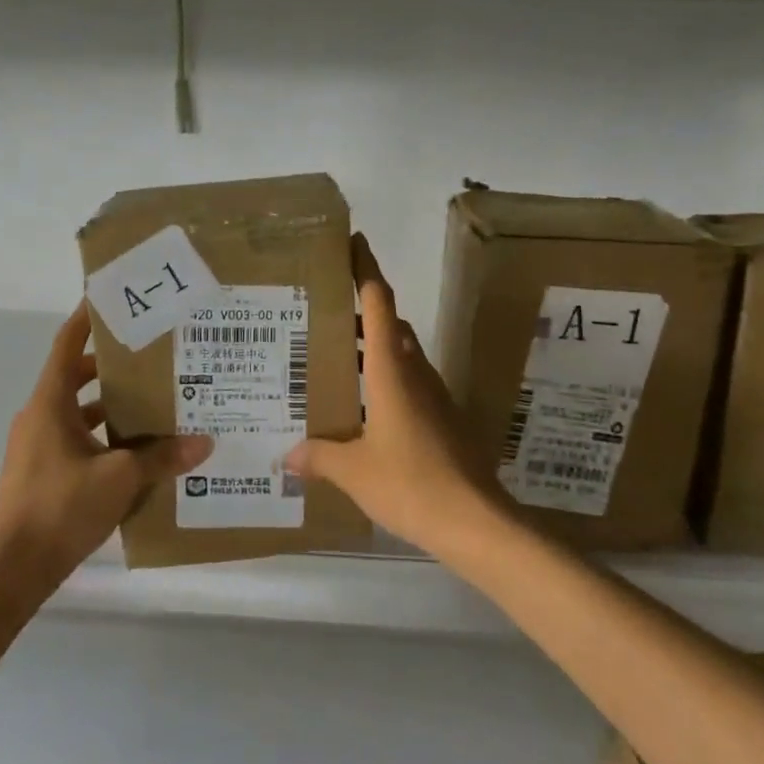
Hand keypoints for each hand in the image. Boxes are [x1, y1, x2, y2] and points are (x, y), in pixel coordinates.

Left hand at [0, 302, 212, 582]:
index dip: (87, 319)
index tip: (111, 299)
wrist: (12, 569)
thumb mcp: (121, 478)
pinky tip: (137, 453)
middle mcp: (40, 417)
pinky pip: (77, 440)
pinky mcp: (42, 473)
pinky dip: (104, 438)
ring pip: (79, 412)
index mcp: (50, 403)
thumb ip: (163, 457)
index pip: (67, 345)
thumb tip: (204, 442)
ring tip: (155, 405)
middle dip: (114, 368)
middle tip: (154, 359)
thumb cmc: (61, 507)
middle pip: (77, 377)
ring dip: (112, 407)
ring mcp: (38, 447)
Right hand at [284, 235, 499, 556]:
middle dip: (362, 311)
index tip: (354, 242)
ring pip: (400, 354)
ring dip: (373, 346)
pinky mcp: (443, 418)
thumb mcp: (354, 471)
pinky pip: (409, 383)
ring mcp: (433, 395)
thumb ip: (320, 457)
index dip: (366, 269)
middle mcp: (414, 373)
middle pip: (390, 325)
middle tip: (324, 312)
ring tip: (336, 358)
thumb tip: (288, 456)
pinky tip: (363, 408)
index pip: (379, 304)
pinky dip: (385, 379)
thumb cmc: (410, 482)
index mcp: (391, 370)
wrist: (474, 521)